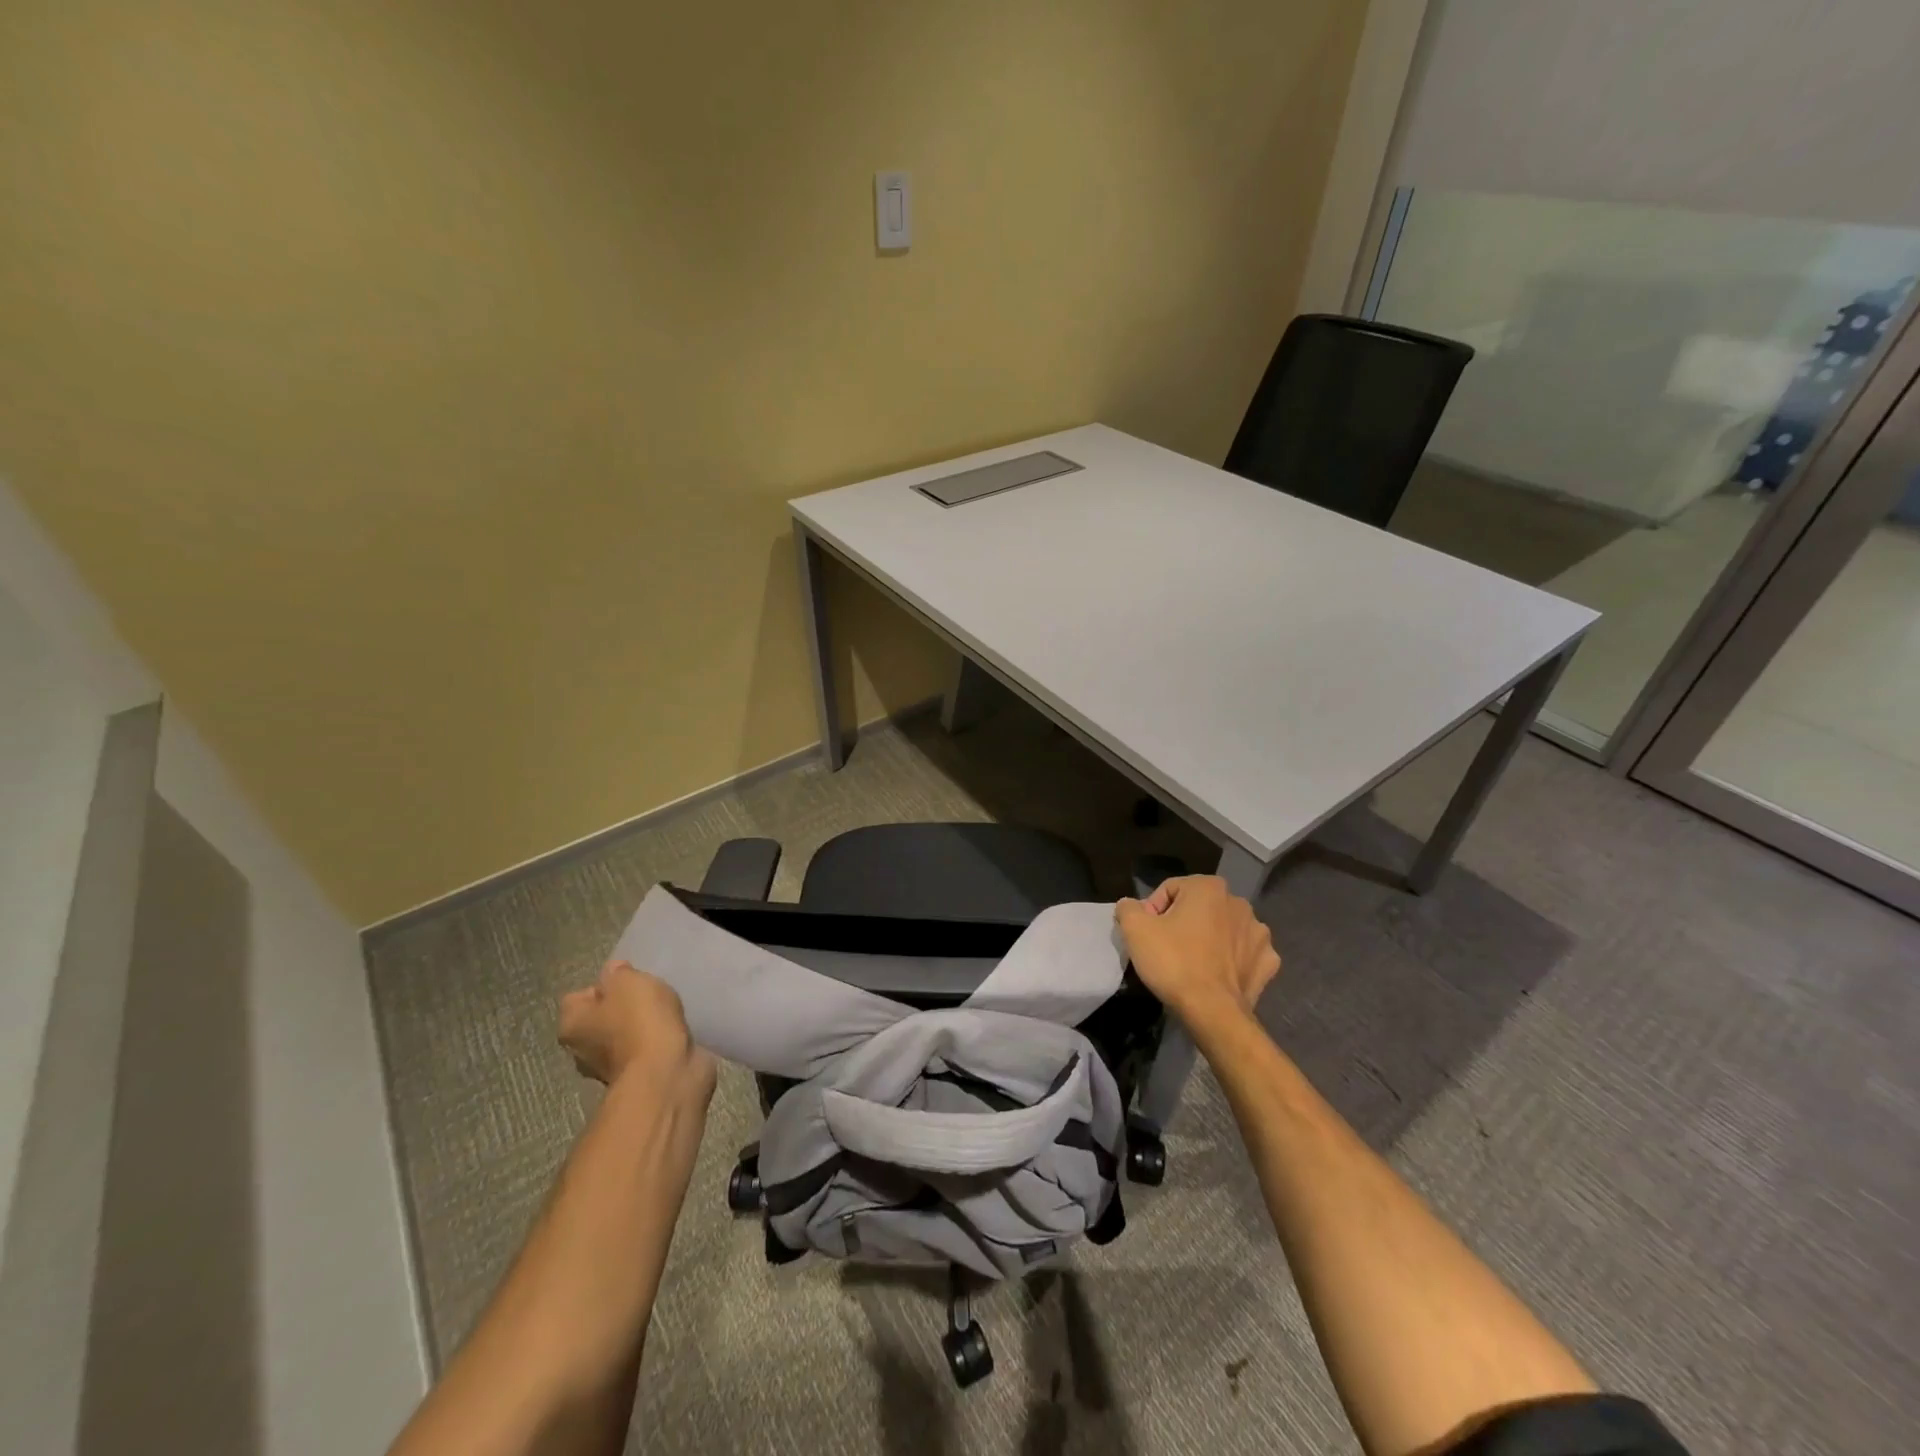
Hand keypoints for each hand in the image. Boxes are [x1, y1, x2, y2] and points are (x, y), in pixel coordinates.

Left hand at [558, 960, 715, 1098]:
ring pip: (625, 1035)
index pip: (577, 997)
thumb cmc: (639, 1021)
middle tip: (649, 995)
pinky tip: (676, 1030)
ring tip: (667, 1011)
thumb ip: (618, 973)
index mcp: (572, 1025)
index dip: (602, 985)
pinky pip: (647, 1049)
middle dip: (623, 1007)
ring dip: (644, 1025)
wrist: (667, 1072)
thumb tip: (614, 974)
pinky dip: (659, 1040)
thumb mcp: (627, 982)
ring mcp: (612, 1067)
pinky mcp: (640, 1076)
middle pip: (601, 1017)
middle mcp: (583, 1050)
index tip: (628, 981)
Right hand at [1115, 875, 1279, 1026]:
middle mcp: (1239, 903)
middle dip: (1182, 923)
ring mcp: (1259, 934)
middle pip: (1198, 908)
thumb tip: (1132, 906)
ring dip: (1209, 939)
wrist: (1212, 1012)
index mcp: (1209, 887)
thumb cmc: (1173, 962)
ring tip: (1192, 963)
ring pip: (1223, 929)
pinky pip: (1244, 954)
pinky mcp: (1269, 962)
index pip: (1170, 890)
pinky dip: (1231, 960)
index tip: (1147, 935)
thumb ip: (1128, 907)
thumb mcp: (1134, 929)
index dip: (1153, 911)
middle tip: (1166, 948)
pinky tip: (1217, 975)